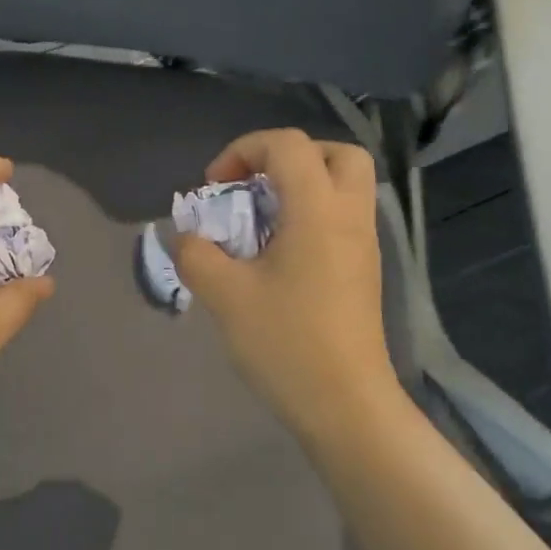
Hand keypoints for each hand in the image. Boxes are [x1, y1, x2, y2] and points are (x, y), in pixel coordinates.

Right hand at [173, 130, 407, 446]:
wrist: (346, 405)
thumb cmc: (286, 343)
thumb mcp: (225, 296)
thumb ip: (196, 254)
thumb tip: (187, 236)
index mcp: (318, 211)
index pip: (288, 144)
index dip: (244, 150)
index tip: (214, 188)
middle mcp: (349, 216)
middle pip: (335, 154)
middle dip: (288, 157)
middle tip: (254, 185)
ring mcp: (364, 245)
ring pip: (344, 186)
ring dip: (301, 186)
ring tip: (260, 220)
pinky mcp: (363, 271)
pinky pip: (342, 218)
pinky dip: (311, 215)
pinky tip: (278, 254)